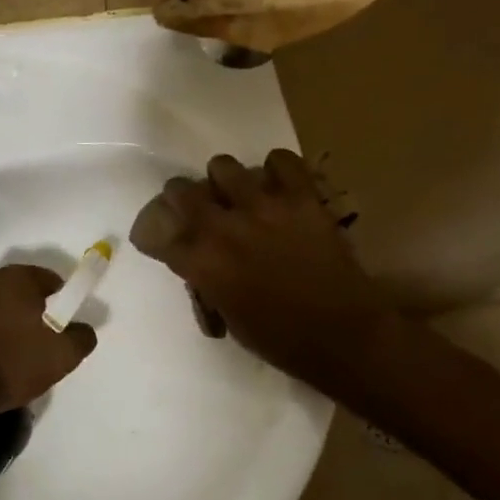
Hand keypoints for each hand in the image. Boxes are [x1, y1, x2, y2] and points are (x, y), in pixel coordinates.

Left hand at [0, 264, 97, 415]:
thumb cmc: (9, 366)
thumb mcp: (60, 358)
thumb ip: (81, 337)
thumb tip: (83, 328)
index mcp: (15, 278)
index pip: (46, 279)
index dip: (57, 299)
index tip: (59, 323)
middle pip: (12, 288)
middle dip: (23, 307)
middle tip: (31, 339)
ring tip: (0, 351)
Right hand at [129, 150, 393, 395]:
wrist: (345, 336)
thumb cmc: (282, 339)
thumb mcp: (228, 316)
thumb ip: (206, 280)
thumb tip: (197, 260)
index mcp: (201, 262)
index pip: (156, 230)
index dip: (154, 232)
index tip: (160, 237)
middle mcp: (223, 227)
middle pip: (180, 189)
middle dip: (181, 198)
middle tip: (197, 209)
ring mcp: (263, 206)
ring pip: (223, 166)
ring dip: (224, 182)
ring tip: (239, 195)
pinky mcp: (300, 197)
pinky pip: (280, 160)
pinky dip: (276, 170)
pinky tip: (279, 186)